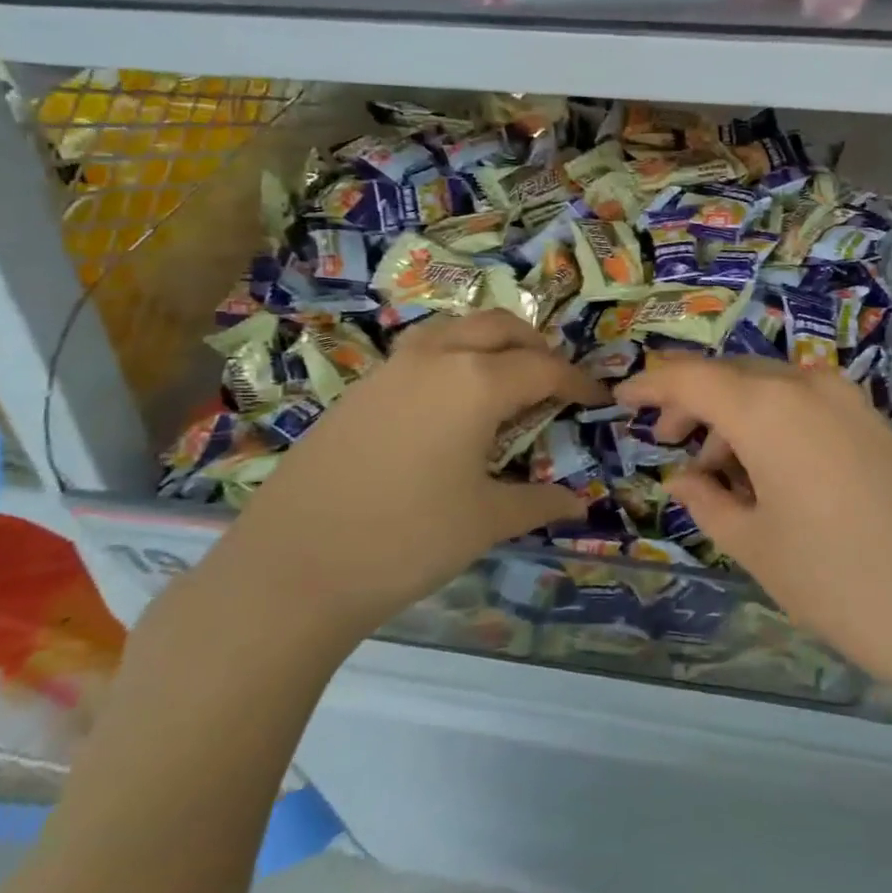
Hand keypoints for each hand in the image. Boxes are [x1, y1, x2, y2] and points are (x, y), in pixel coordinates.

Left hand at [222, 310, 607, 629]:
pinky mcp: (359, 389)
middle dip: (535, 346)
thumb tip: (579, 501)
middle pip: (500, 327)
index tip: (598, 399)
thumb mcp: (485, 522)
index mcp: (476, 382)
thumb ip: (538, 501)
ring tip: (504, 382)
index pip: (544, 367)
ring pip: (455, 329)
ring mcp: (391, 369)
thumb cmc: (407, 540)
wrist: (293, 566)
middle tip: (553, 382)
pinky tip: (449, 405)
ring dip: (489, 343)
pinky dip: (452, 358)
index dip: (577, 382)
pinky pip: (420, 352)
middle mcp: (436, 358)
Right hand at [617, 357, 891, 700]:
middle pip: (732, 377)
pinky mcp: (876, 424)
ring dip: (735, 418)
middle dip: (693, 405)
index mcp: (768, 406)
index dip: (650, 386)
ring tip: (719, 475)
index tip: (622, 401)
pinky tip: (768, 476)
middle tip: (669, 446)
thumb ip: (708, 502)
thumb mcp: (756, 545)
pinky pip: (806, 407)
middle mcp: (808, 385)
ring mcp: (849, 401)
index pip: (690, 378)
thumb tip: (683, 479)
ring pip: (771, 390)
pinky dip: (773, 427)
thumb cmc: (840, 580)